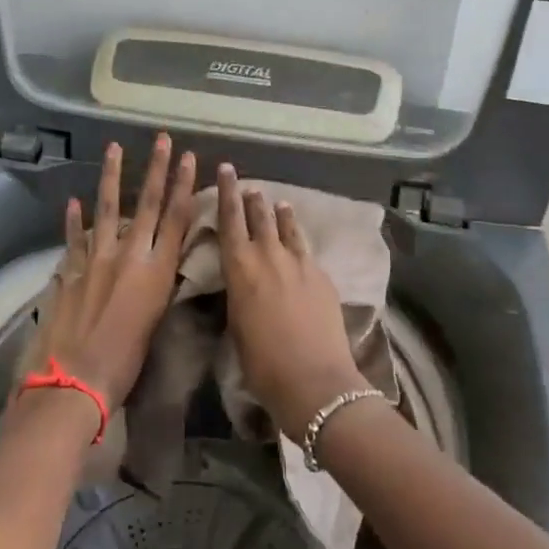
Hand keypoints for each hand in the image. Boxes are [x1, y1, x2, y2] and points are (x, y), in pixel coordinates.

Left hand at [34, 136, 196, 409]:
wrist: (75, 383)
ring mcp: (96, 259)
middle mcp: (129, 256)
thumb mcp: (154, 322)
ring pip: (107, 208)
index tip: (188, 157)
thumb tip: (153, 266)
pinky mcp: (70, 270)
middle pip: (146, 204)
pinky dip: (73, 220)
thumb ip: (155, 287)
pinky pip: (74, 238)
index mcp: (156, 271)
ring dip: (112, 176)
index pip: (175, 218)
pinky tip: (73, 200)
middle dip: (157, 169)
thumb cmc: (125, 365)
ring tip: (114, 148)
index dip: (183, 185)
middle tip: (162, 139)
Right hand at [216, 164, 369, 441]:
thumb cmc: (263, 364)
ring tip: (277, 203)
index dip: (227, 193)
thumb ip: (239, 295)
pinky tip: (299, 243)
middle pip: (259, 217)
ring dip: (279, 214)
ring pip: (286, 228)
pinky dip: (298, 240)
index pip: (230, 220)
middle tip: (248, 184)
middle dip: (251, 198)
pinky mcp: (322, 275)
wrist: (314, 380)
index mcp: (240, 269)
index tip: (227, 169)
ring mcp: (299, 263)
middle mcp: (269, 256)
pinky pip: (306, 250)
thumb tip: (244, 283)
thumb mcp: (237, 326)